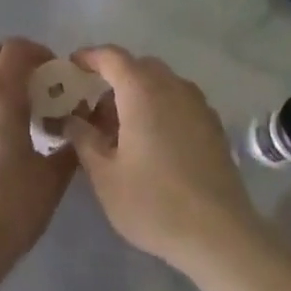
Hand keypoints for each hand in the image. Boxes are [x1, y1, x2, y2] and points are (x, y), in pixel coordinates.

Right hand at [62, 46, 261, 279]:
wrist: (219, 233)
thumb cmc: (154, 202)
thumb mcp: (105, 176)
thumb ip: (84, 139)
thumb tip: (71, 119)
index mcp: (142, 89)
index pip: (111, 56)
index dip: (89, 57)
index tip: (71, 67)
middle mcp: (172, 85)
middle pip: (137, 67)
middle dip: (113, 80)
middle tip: (94, 110)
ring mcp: (197, 102)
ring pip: (160, 83)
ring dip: (138, 95)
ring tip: (122, 131)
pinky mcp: (212, 123)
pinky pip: (178, 101)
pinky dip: (160, 107)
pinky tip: (153, 143)